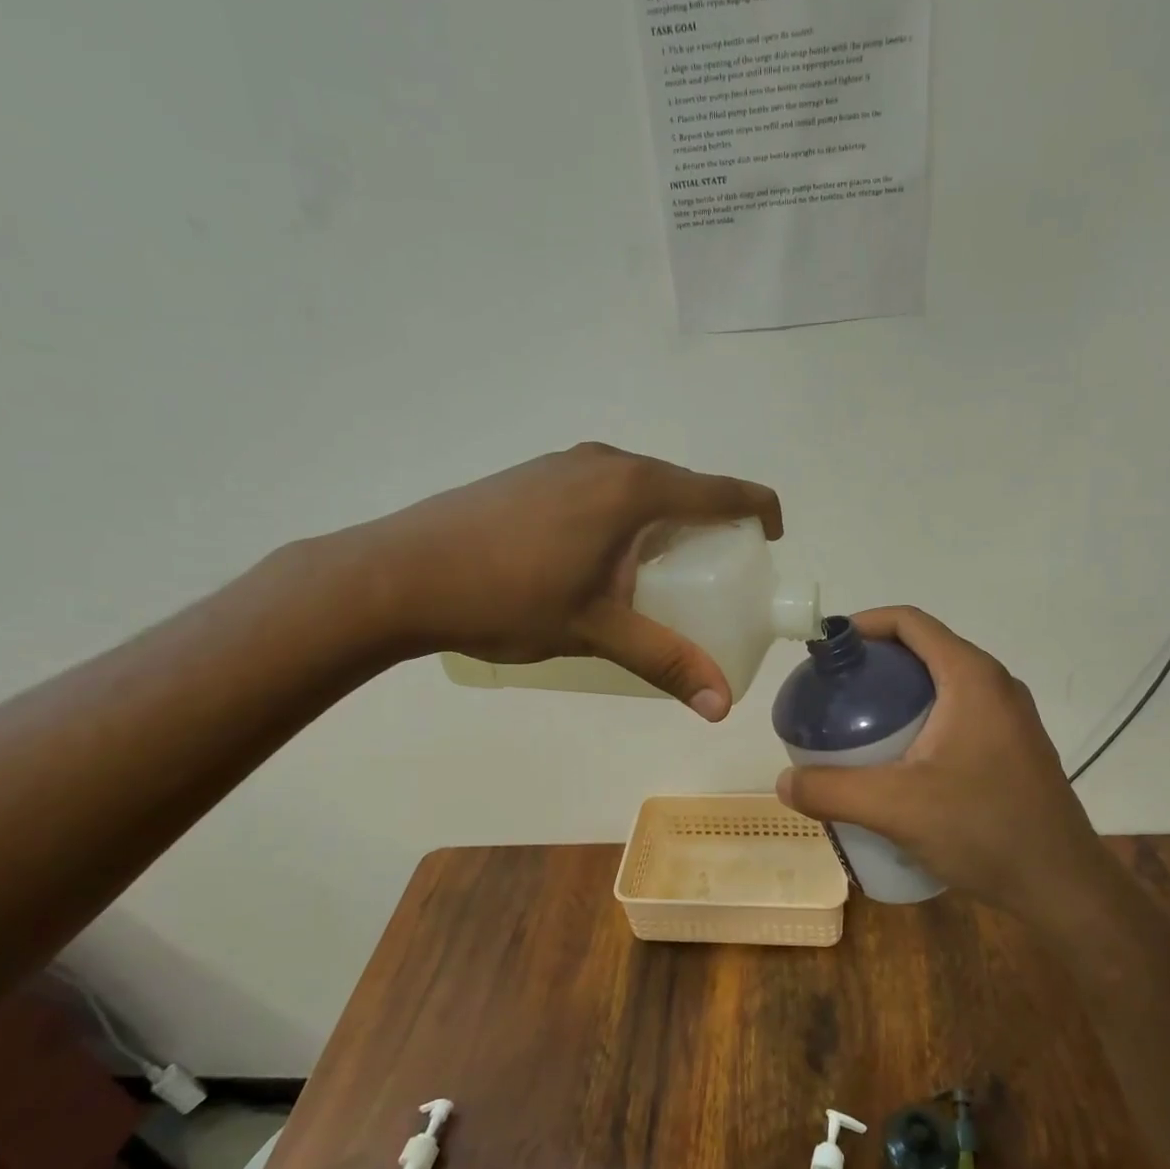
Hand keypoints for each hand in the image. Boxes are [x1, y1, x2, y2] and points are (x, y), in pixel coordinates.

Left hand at [329, 443, 780, 718]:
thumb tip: (720, 706)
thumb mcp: (596, 631)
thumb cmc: (507, 597)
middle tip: (712, 580)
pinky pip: (604, 490)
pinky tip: (600, 563)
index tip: (770, 543)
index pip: (723, 491)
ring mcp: (565, 463)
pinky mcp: (535, 475)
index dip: (759, 512)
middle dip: (710, 529)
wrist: (399, 575)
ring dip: (663, 524)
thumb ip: (664, 661)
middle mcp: (607, 461)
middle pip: (684, 488)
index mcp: (634, 488)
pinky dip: (624, 520)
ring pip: (640, 489)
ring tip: (658, 577)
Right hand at [774, 606, 1107, 904]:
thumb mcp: (896, 808)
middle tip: (833, 695)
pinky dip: (921, 719)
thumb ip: (832, 790)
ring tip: (858, 728)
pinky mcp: (1013, 746)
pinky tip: (898, 762)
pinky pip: (958, 713)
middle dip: (874, 665)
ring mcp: (1010, 717)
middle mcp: (996, 685)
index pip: (910, 622)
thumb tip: (784, 782)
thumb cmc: (984, 829)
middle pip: (923, 651)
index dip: (863, 624)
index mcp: (971, 678)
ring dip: (898, 695)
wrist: (1063, 885)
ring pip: (941, 685)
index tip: (826, 650)